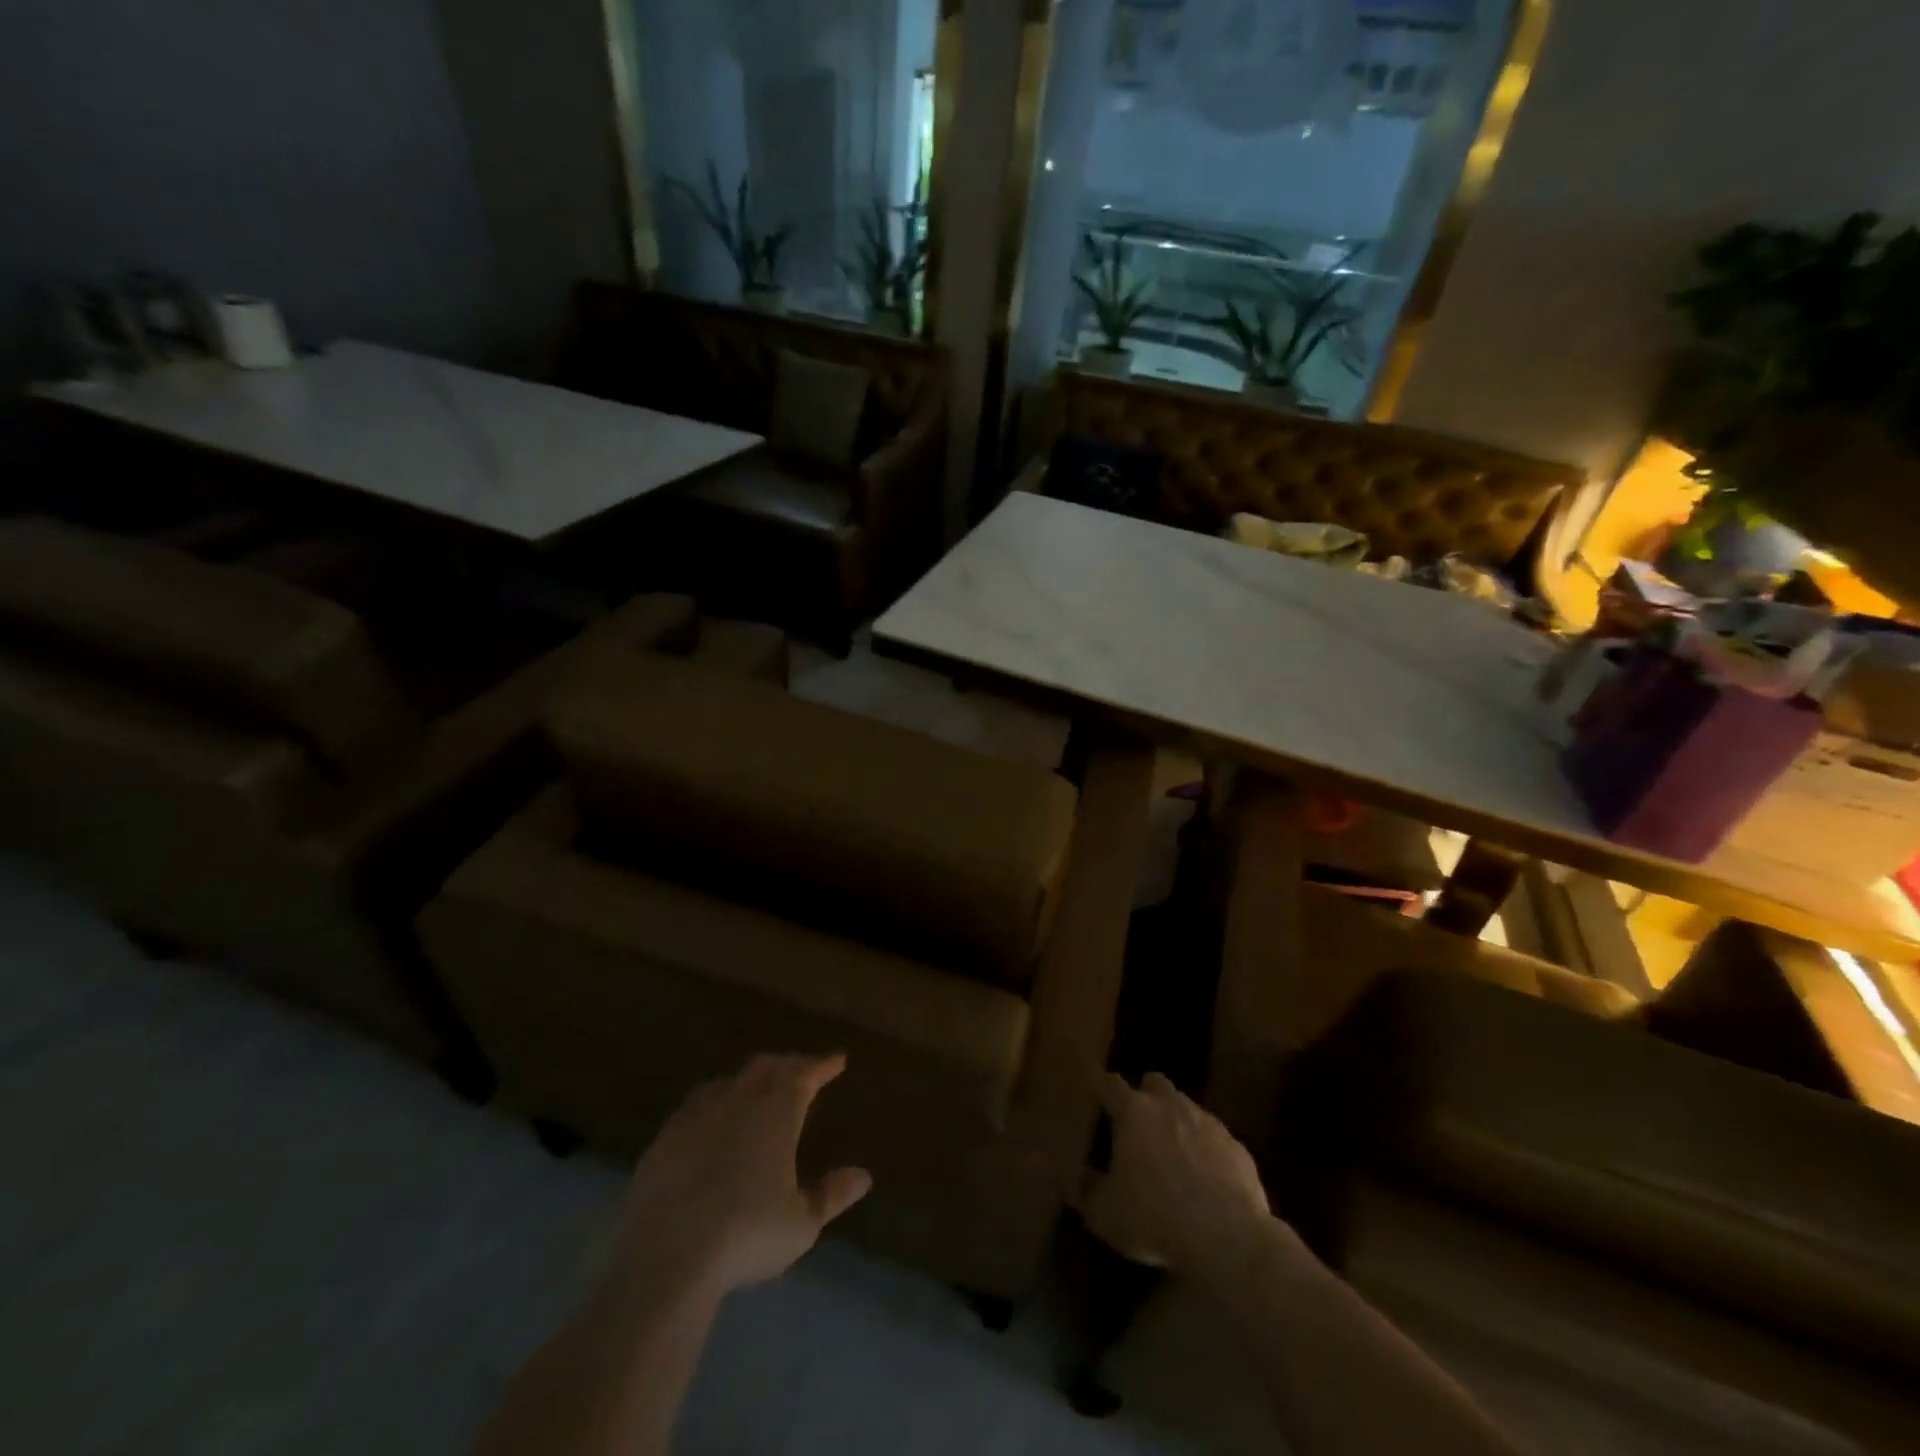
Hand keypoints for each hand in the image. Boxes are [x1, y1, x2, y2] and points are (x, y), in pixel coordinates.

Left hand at [613, 1053, 871, 1295]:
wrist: (667, 1255)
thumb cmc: (746, 1236)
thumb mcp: (801, 1224)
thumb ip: (832, 1195)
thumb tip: (864, 1176)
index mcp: (777, 1114)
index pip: (805, 1075)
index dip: (823, 1064)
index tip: (837, 1059)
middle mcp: (739, 1102)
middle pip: (767, 1067)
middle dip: (788, 1064)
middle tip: (801, 1069)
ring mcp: (698, 1115)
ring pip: (730, 1080)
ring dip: (750, 1078)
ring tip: (759, 1086)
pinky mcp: (665, 1137)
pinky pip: (696, 1103)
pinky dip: (714, 1099)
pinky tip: (710, 1115)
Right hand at [1077, 1072, 1272, 1279]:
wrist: (1227, 1236)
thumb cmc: (1155, 1217)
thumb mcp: (1106, 1214)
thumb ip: (1087, 1189)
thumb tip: (1076, 1174)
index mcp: (1134, 1112)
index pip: (1111, 1084)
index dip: (1103, 1089)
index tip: (1097, 1098)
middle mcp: (1170, 1106)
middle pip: (1154, 1082)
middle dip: (1146, 1095)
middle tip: (1139, 1123)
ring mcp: (1207, 1122)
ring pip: (1187, 1107)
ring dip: (1177, 1122)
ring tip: (1173, 1154)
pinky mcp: (1237, 1146)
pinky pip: (1216, 1139)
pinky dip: (1207, 1150)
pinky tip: (1206, 1179)